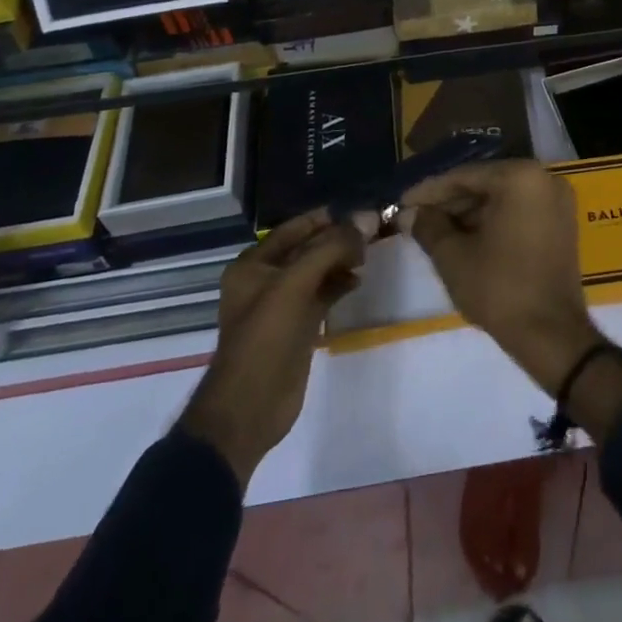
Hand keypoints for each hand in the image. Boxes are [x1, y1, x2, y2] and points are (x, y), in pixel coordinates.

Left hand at [179, 211, 364, 485]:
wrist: (249, 409)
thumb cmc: (265, 338)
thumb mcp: (295, 285)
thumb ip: (330, 249)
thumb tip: (366, 219)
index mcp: (253, 264)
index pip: (294, 228)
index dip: (325, 219)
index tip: (358, 212)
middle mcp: (266, 279)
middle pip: (308, 249)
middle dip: (337, 240)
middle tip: (371, 233)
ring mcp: (282, 305)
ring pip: (317, 271)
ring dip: (341, 261)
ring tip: (368, 255)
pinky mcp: (298, 326)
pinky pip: (322, 295)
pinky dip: (339, 284)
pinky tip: (358, 280)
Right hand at [402, 160, 600, 397]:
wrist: (552, 336)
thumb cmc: (500, 289)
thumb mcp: (453, 256)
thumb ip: (428, 226)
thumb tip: (409, 213)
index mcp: (520, 177)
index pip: (464, 176)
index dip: (429, 191)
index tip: (402, 202)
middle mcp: (544, 178)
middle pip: (485, 184)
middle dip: (449, 202)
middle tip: (415, 218)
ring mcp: (557, 200)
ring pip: (502, 198)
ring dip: (469, 213)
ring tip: (434, 231)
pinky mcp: (561, 223)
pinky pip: (519, 211)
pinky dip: (492, 221)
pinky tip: (464, 238)